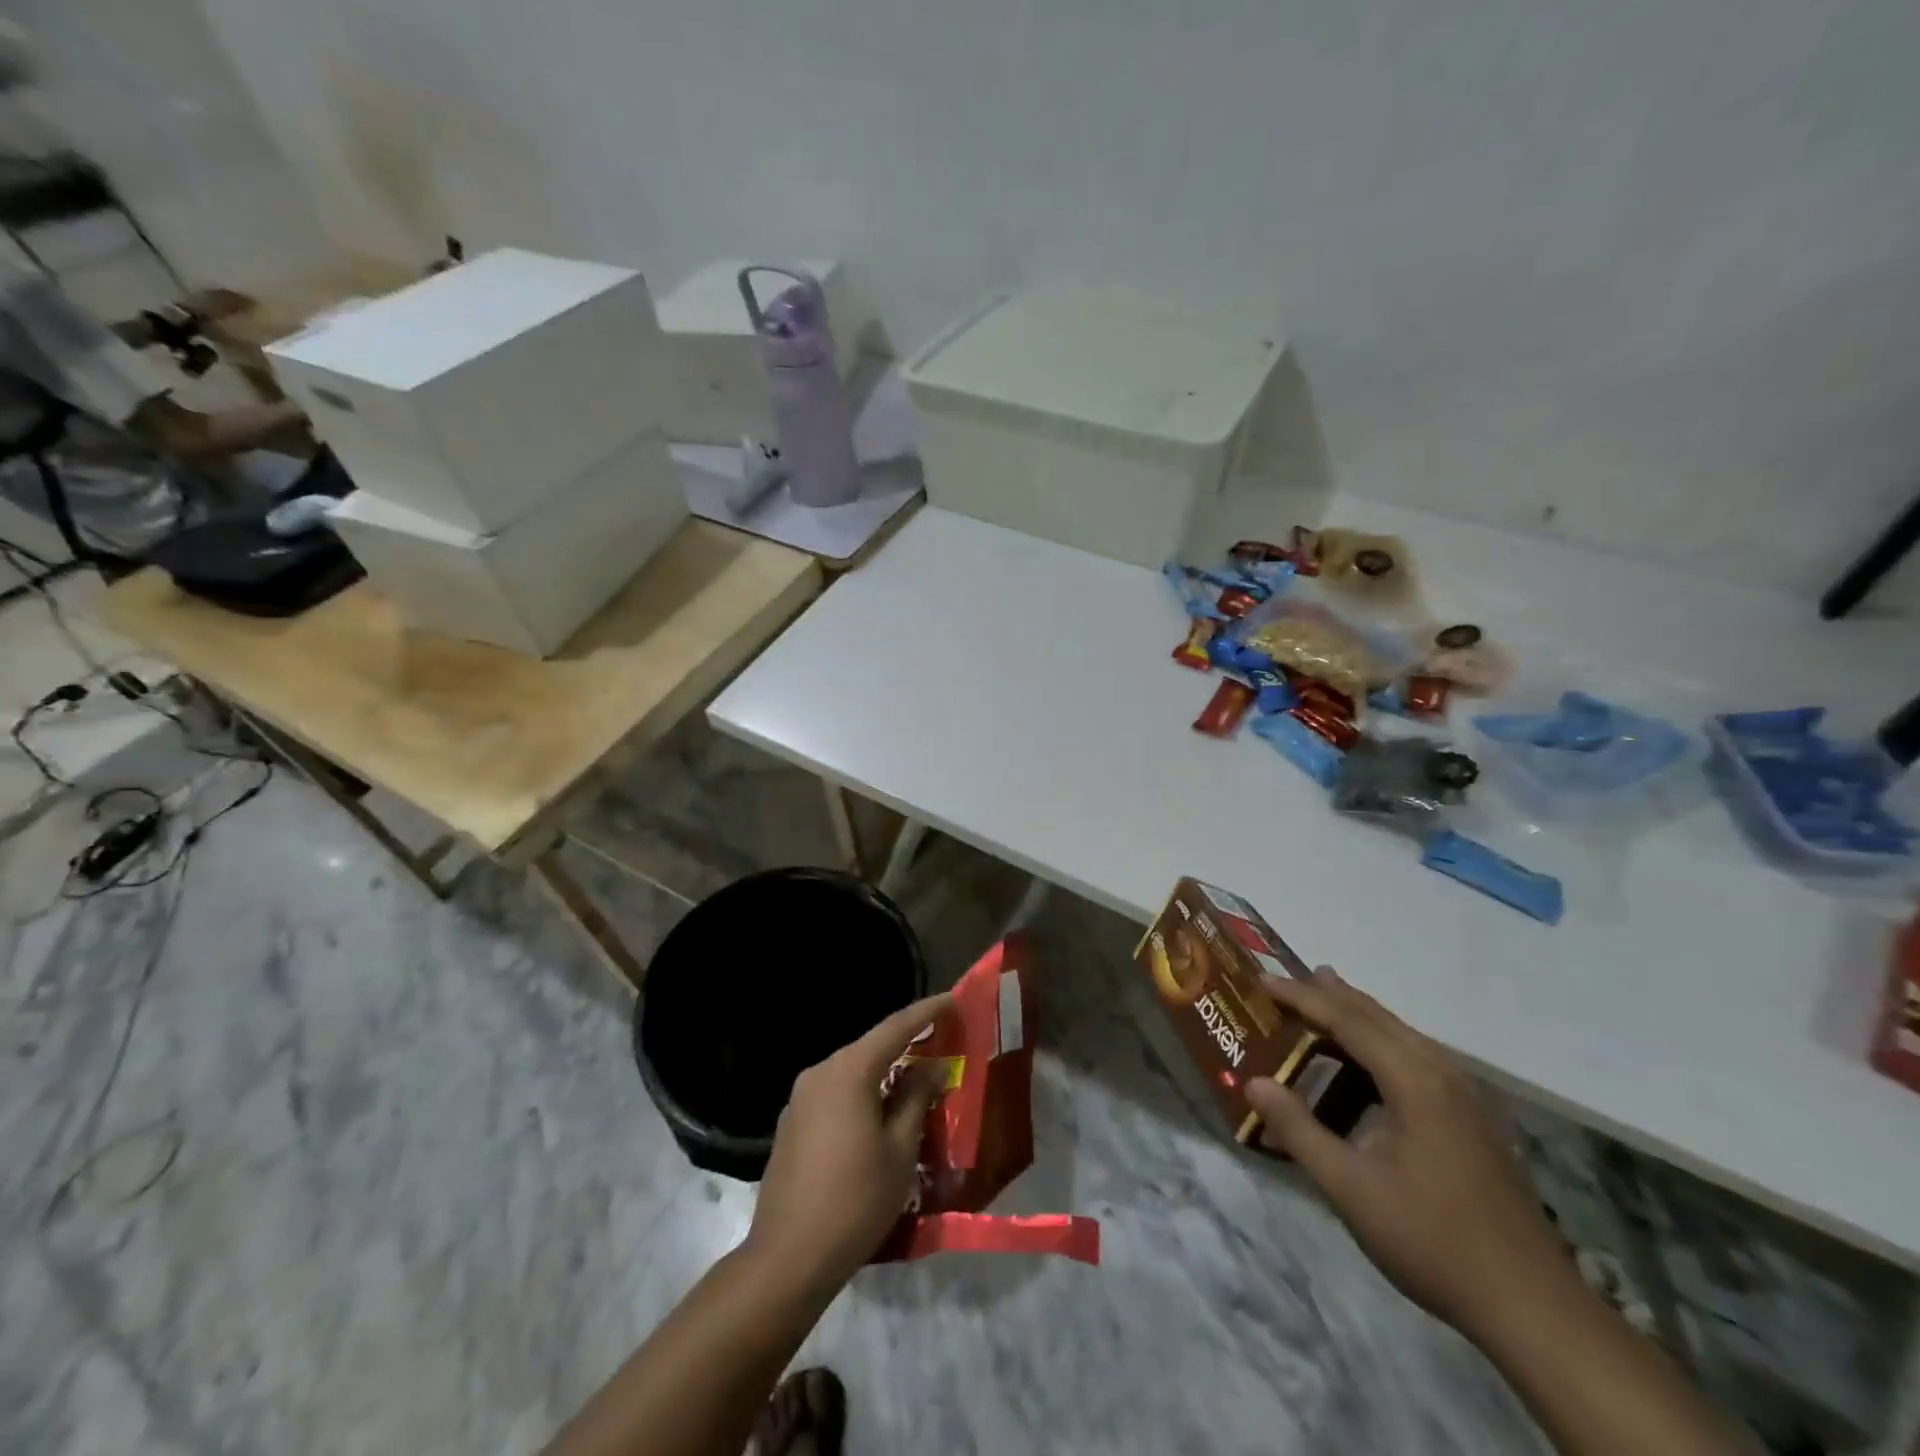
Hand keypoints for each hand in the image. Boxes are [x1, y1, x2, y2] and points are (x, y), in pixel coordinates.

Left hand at [746, 993, 953, 1296]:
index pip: (895, 1027)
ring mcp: (800, 1098)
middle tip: (939, 1041)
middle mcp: (820, 1072)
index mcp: (848, 1071)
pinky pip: (835, 1092)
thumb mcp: (900, 1150)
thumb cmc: (855, 1201)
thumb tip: (932, 1065)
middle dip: (906, 1042)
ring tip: (915, 1077)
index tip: (952, 1000)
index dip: (926, 1012)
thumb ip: (917, 1098)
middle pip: (870, 1046)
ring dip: (883, 1070)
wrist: (788, 1258)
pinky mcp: (791, 1123)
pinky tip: (878, 1111)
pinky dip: (861, 1092)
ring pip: (851, 1070)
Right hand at [1245, 969, 1568, 1340]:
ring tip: (1327, 999)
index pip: (1349, 1021)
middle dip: (1332, 995)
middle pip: (1380, 1018)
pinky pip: (1418, 1057)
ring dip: (1360, 1015)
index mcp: (1414, 1081)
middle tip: (1289, 979)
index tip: (1263, 981)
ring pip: (1403, 1035)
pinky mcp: (1475, 1122)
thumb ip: (1299, 1130)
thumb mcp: (1350, 1188)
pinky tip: (1373, 1060)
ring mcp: (1466, 1098)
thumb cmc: (1432, 1240)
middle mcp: (1443, 1075)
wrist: (1534, 1308)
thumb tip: (1253, 1083)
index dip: (1303, 997)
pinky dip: (1382, 1041)